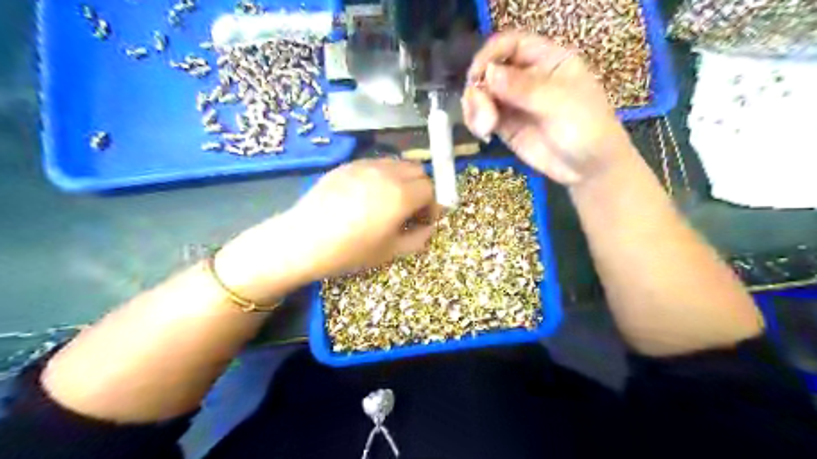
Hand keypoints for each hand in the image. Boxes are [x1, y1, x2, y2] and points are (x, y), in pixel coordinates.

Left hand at [213, 160, 436, 302]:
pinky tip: (368, 196)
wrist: (304, 240)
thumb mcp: (390, 252)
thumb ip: (418, 238)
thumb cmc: (350, 251)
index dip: (432, 205)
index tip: (424, 221)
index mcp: (401, 195)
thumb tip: (428, 227)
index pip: (430, 188)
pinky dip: (383, 176)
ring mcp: (365, 165)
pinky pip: (376, 164)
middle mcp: (387, 173)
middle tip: (411, 211)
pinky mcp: (347, 165)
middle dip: (421, 189)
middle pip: (418, 170)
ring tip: (390, 202)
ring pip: (397, 163)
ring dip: (403, 180)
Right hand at [462, 32, 626, 185]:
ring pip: (482, 93)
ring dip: (475, 107)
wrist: (588, 168)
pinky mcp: (506, 125)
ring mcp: (515, 102)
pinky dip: (476, 121)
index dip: (491, 54)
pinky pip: (482, 116)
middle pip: (491, 69)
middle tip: (483, 113)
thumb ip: (524, 88)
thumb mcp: (560, 104)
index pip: (513, 44)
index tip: (477, 74)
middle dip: (480, 88)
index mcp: (548, 61)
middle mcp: (528, 77)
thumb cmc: (586, 129)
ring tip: (484, 128)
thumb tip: (489, 73)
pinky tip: (484, 133)